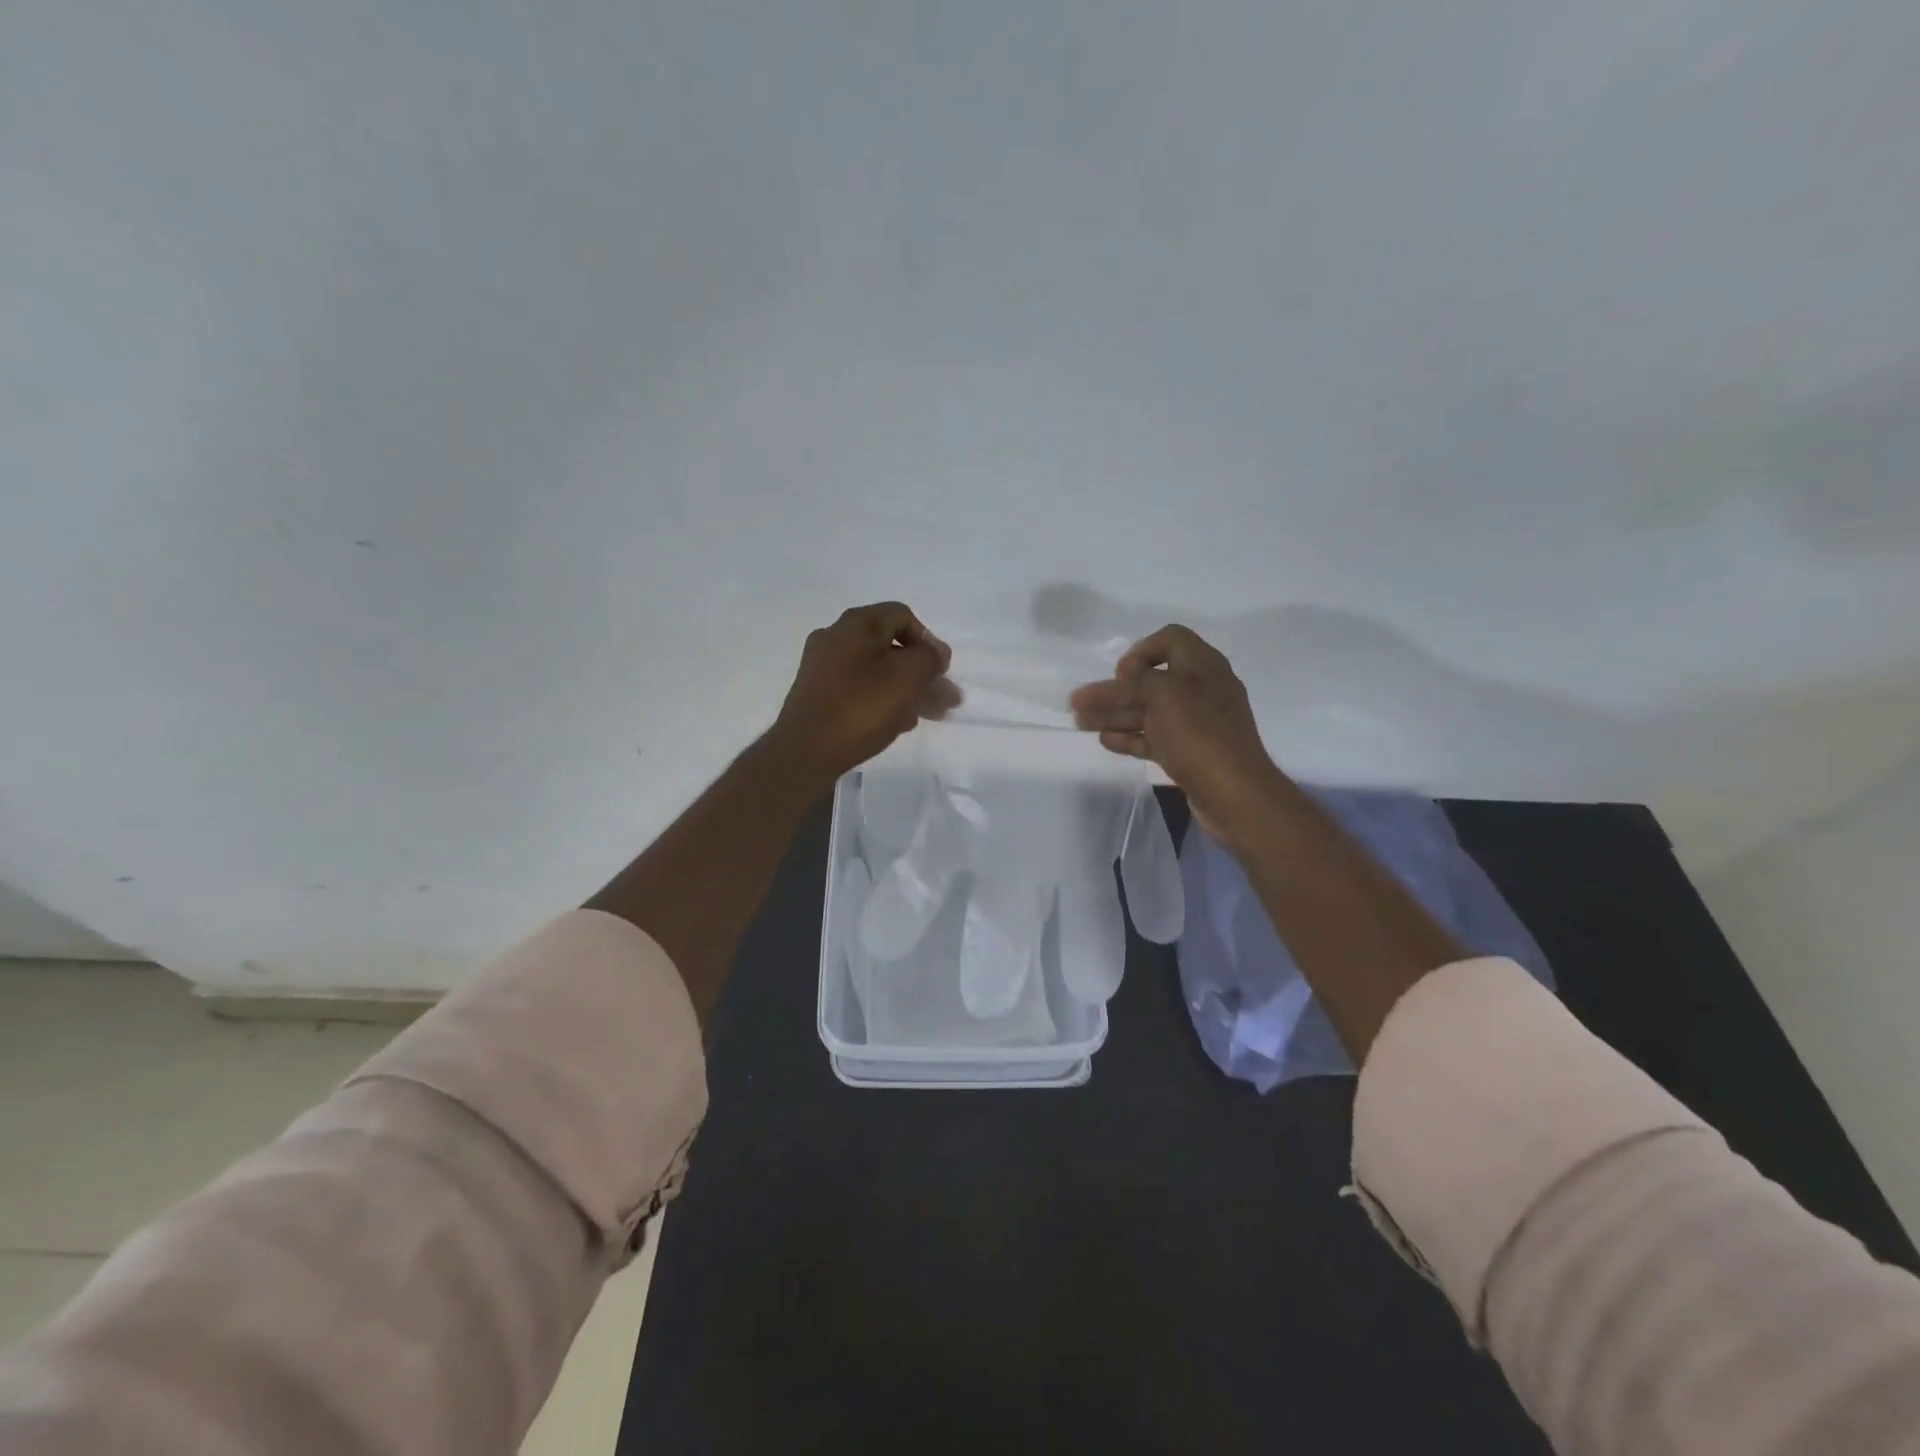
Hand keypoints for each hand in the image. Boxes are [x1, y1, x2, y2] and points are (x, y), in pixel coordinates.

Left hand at [767, 602, 953, 790]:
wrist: (806, 750)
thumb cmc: (861, 707)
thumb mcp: (908, 677)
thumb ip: (929, 658)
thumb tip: (935, 653)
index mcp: (856, 624)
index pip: (902, 616)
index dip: (928, 640)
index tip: (941, 670)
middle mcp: (835, 638)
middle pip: (890, 646)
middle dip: (922, 671)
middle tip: (944, 698)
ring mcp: (823, 668)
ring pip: (876, 671)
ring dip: (907, 689)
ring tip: (929, 715)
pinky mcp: (818, 696)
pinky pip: (859, 690)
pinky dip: (882, 700)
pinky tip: (899, 723)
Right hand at [1070, 625, 1288, 847]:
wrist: (1234, 794)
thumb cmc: (1198, 735)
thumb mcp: (1164, 695)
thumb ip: (1138, 678)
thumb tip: (1126, 675)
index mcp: (1203, 666)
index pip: (1170, 639)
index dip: (1141, 650)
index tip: (1120, 673)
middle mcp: (1201, 689)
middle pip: (1151, 680)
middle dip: (1113, 690)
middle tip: (1080, 702)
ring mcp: (1196, 723)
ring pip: (1149, 711)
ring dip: (1114, 714)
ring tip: (1081, 723)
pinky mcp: (1190, 752)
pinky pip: (1155, 737)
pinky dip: (1130, 736)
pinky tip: (1105, 740)